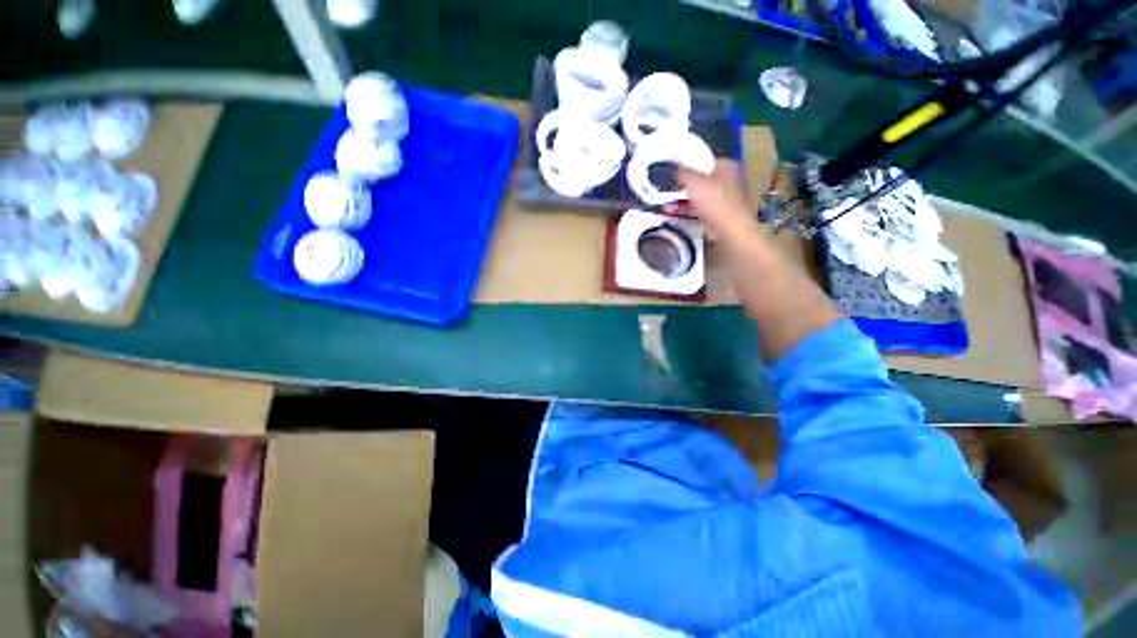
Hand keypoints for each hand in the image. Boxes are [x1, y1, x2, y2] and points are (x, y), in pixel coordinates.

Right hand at [677, 160, 756, 238]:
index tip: (677, 175)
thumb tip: (674, 168)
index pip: (706, 161)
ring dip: (688, 201)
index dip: (690, 167)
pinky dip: (693, 212)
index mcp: (728, 165)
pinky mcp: (725, 216)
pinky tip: (682, 215)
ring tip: (672, 206)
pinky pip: (705, 211)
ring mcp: (730, 199)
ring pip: (704, 197)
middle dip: (688, 186)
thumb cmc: (714, 201)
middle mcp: (733, 179)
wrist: (730, 230)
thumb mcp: (693, 182)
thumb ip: (682, 173)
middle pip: (705, 180)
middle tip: (674, 190)